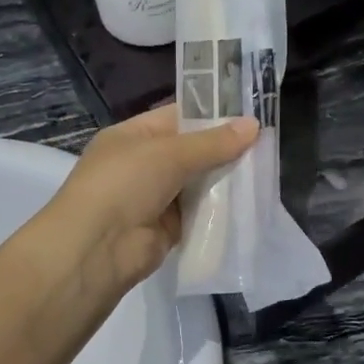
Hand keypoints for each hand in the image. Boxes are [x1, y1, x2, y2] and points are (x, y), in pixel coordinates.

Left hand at [44, 104, 258, 291]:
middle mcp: (143, 164)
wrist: (97, 248)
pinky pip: (199, 213)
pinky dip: (220, 209)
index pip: (178, 117)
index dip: (212, 114)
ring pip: (198, 182)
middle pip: (192, 151)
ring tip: (265, 172)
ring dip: (225, 180)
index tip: (249, 115)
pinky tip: (249, 203)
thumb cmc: (124, 184)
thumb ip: (212, 142)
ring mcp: (155, 197)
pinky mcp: (168, 228)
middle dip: (225, 149)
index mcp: (133, 135)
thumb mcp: (168, 153)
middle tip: (266, 145)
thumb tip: (253, 125)